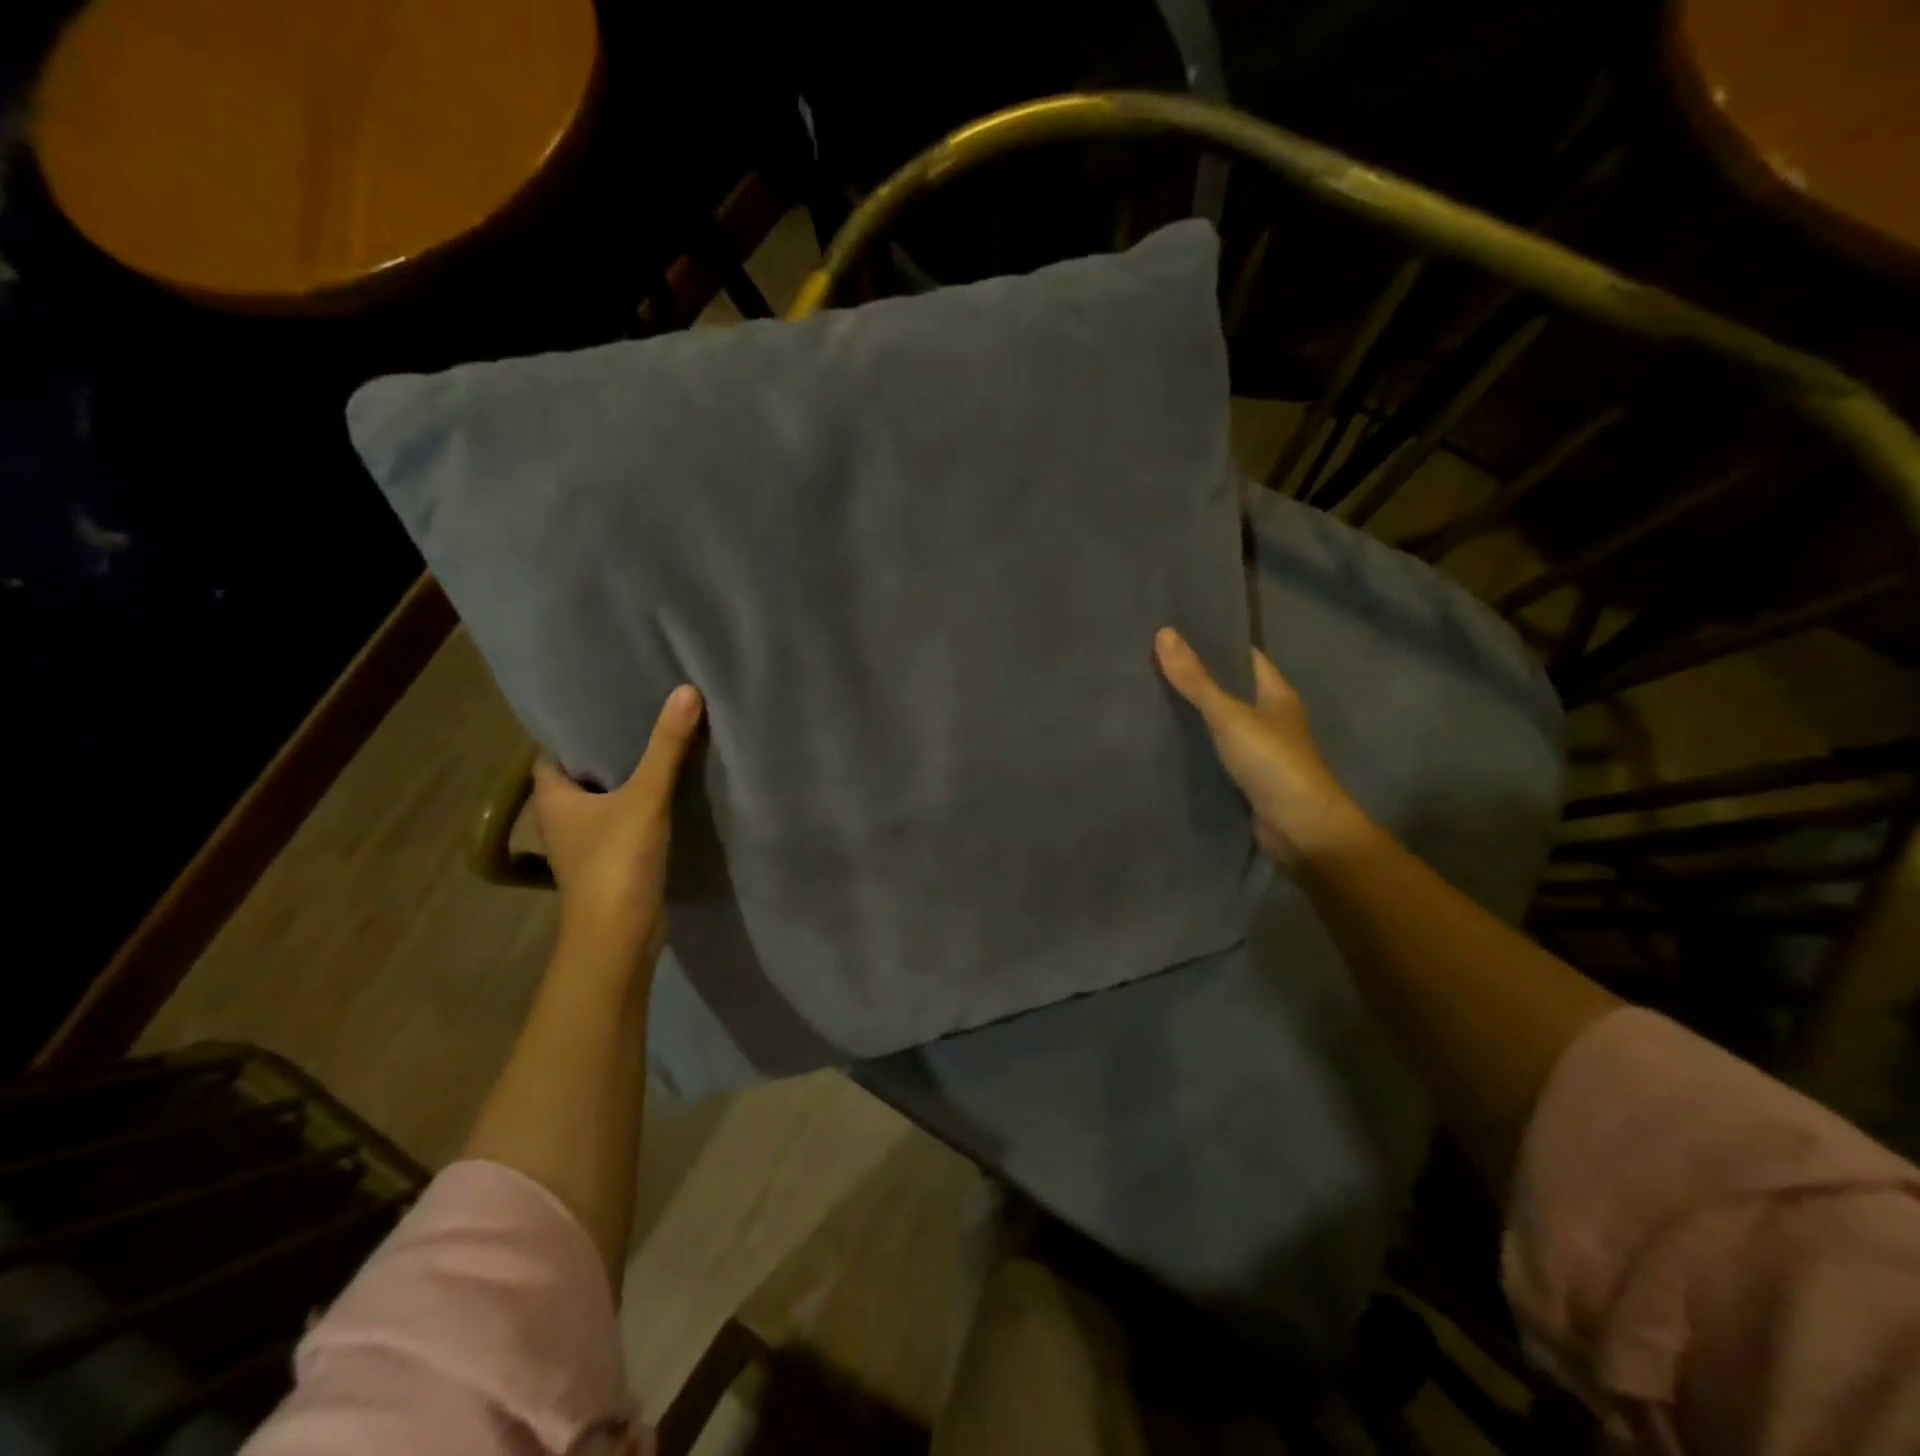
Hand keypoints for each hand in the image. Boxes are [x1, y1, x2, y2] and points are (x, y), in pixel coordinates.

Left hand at [532, 684, 703, 972]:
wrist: (619, 937)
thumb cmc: (617, 862)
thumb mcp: (645, 797)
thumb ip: (666, 747)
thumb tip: (686, 691)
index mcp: (553, 800)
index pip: (551, 754)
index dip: (572, 732)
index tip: (601, 705)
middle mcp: (562, 821)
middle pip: (579, 777)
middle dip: (605, 752)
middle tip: (639, 718)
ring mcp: (585, 846)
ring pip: (603, 802)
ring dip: (625, 782)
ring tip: (658, 751)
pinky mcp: (611, 865)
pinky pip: (622, 824)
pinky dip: (638, 809)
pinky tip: (667, 796)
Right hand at [1154, 628, 1368, 869]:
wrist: (1300, 829)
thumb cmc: (1272, 762)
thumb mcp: (1229, 715)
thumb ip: (1196, 680)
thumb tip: (1163, 633)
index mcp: (1277, 694)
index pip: (1246, 658)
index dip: (1216, 643)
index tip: (1178, 634)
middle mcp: (1272, 718)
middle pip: (1232, 690)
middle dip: (1198, 679)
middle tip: (1152, 664)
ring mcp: (1261, 751)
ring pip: (1223, 723)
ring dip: (1195, 714)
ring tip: (1151, 698)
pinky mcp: (1248, 779)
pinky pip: (1217, 753)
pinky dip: (1196, 746)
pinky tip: (1167, 742)